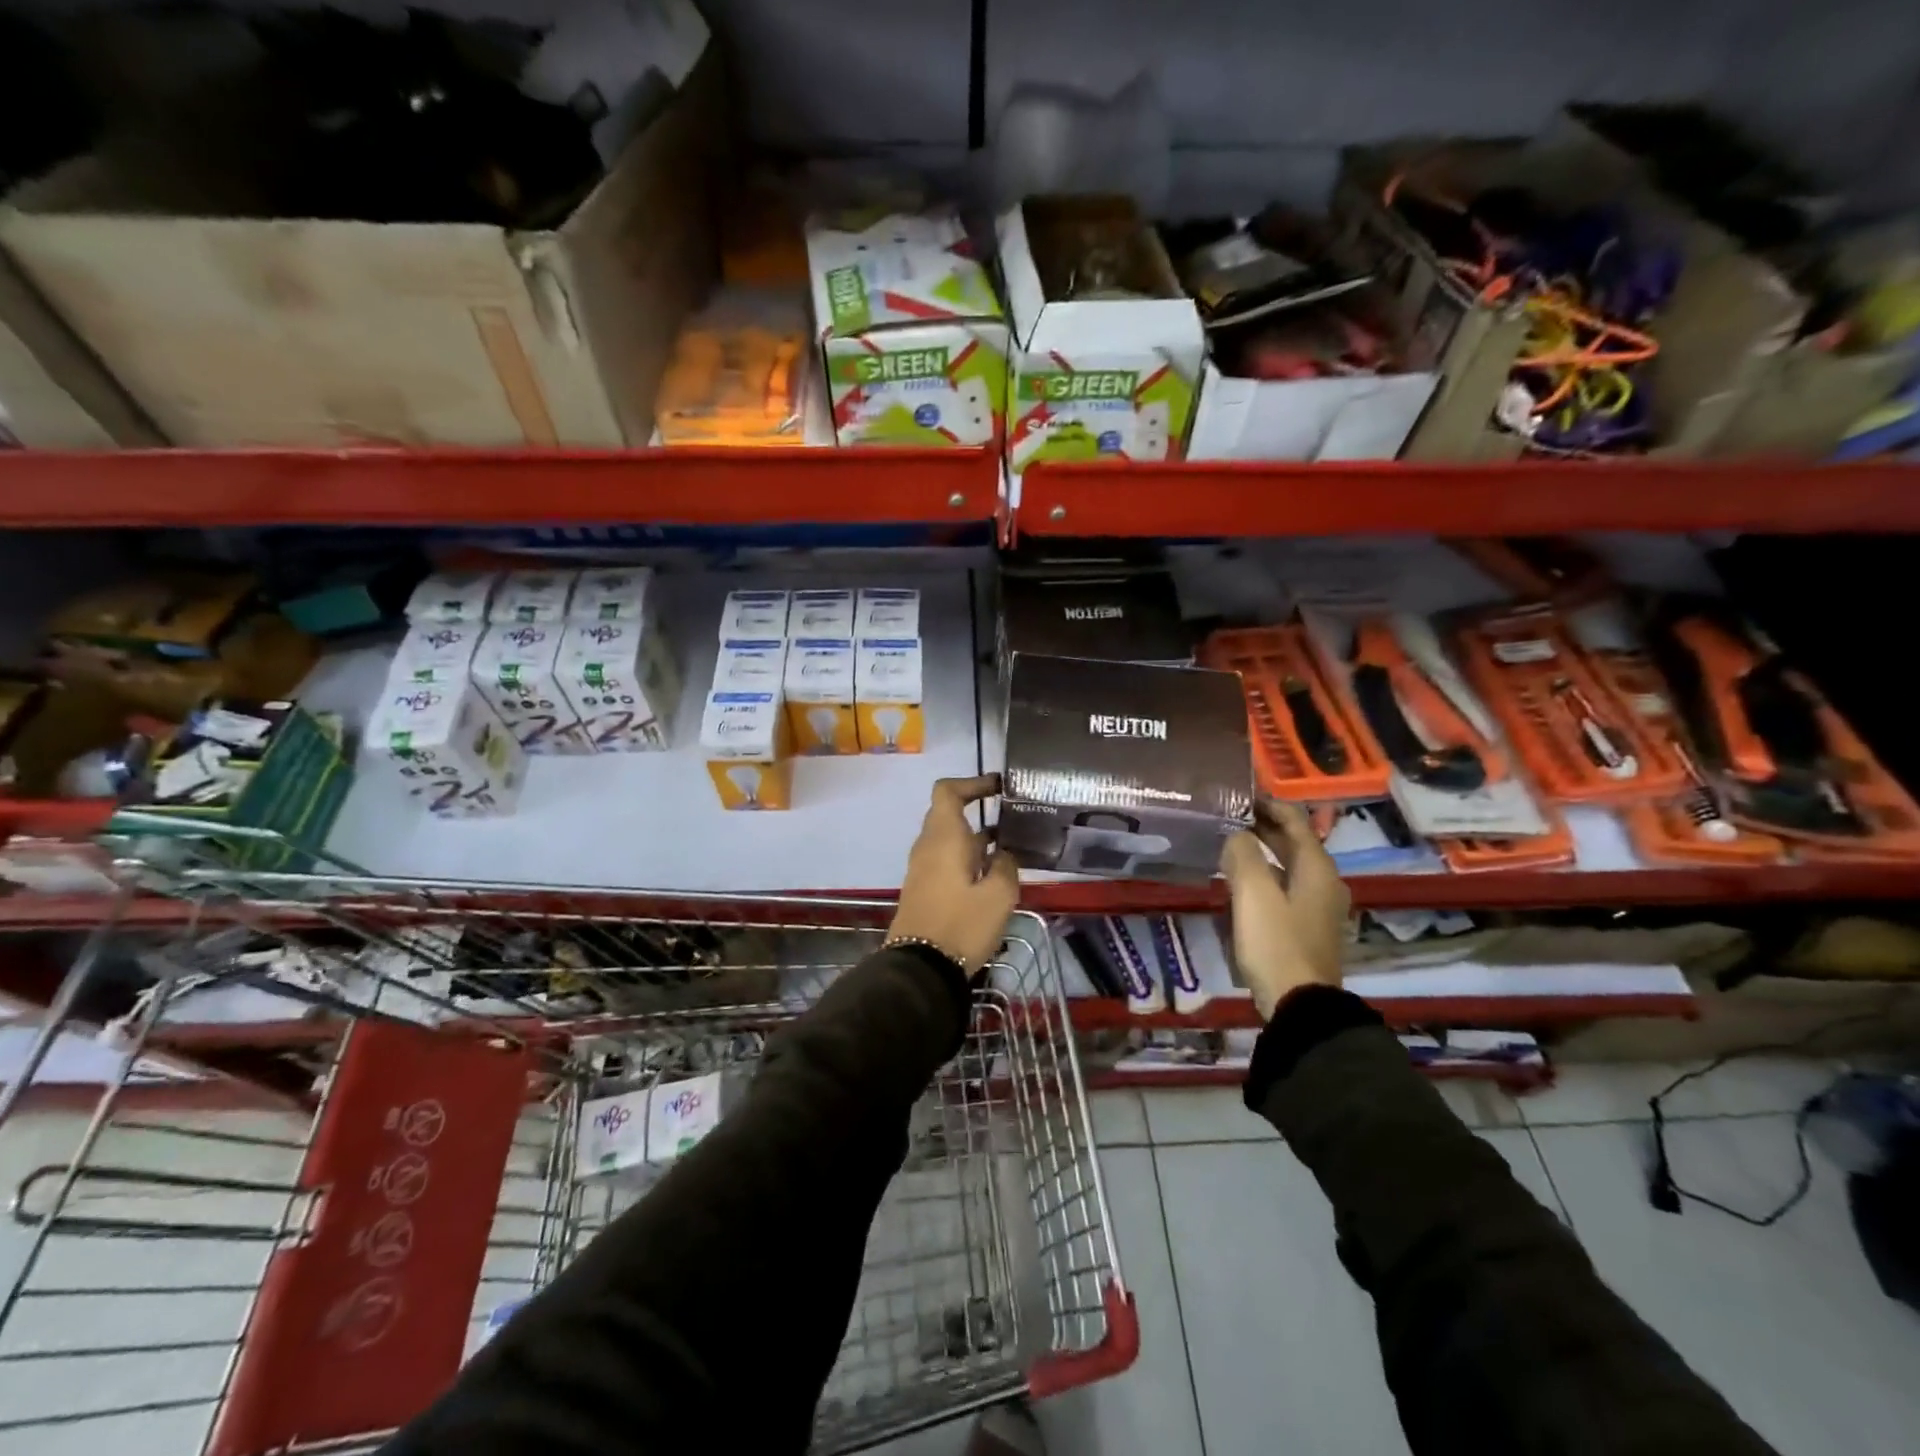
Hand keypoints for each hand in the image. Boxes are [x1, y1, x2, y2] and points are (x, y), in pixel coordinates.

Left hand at [888, 774, 1019, 971]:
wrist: (920, 968)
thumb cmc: (961, 924)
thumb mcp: (999, 895)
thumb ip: (1006, 865)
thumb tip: (1003, 853)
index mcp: (943, 837)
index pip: (948, 791)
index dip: (972, 782)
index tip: (998, 787)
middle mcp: (928, 846)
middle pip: (948, 814)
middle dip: (979, 812)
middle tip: (1012, 819)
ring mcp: (922, 868)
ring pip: (949, 840)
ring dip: (976, 839)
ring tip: (1009, 848)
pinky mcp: (923, 889)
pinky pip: (945, 860)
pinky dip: (967, 858)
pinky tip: (992, 875)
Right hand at [1219, 799, 1350, 1020]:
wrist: (1300, 1004)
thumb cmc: (1276, 942)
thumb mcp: (1253, 892)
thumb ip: (1242, 854)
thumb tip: (1235, 835)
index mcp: (1317, 867)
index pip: (1294, 820)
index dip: (1267, 804)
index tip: (1238, 794)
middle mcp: (1324, 881)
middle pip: (1294, 842)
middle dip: (1263, 825)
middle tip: (1227, 816)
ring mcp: (1319, 906)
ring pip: (1289, 865)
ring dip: (1262, 850)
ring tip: (1229, 843)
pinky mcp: (1307, 926)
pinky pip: (1286, 886)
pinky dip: (1266, 874)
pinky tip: (1241, 880)